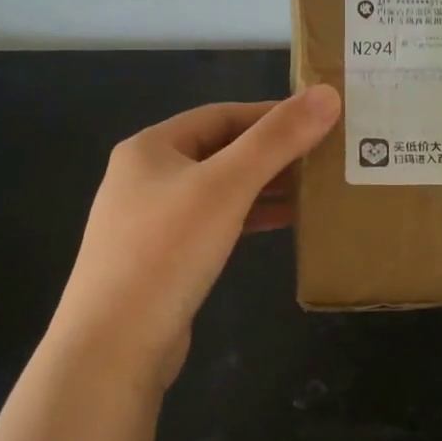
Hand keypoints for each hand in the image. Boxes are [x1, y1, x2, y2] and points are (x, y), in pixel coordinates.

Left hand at [47, 85, 340, 387]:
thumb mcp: (226, 186)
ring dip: (262, 186)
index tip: (318, 120)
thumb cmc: (167, 251)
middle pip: (219, 151)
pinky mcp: (161, 258)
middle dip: (270, 153)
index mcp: (150, 147)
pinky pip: (212, 223)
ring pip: (217, 190)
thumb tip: (327, 94)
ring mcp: (150, 220)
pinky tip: (280, 223)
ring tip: (312, 188)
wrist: (113, 346)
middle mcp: (145, 177)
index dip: (270, 114)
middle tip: (323, 155)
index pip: (221, 114)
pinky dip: (247, 217)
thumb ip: (277, 139)